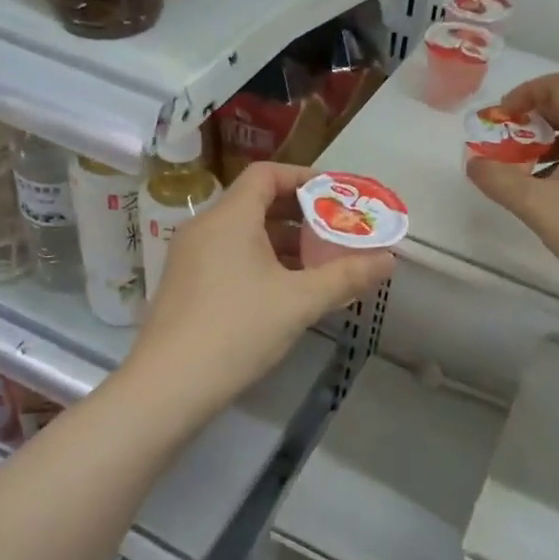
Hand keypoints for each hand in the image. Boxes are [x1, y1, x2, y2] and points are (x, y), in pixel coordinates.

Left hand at [127, 162, 393, 415]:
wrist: (169, 385)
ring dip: (282, 242)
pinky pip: (229, 256)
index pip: (267, 174)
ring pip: (243, 233)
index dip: (304, 178)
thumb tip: (389, 260)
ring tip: (320, 263)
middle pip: (256, 202)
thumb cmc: (238, 329)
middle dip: (301, 214)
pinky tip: (286, 290)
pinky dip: (261, 261)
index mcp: (230, 218)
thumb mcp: (300, 301)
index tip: (337, 196)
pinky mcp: (185, 285)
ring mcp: (190, 257)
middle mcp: (205, 228)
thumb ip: (347, 276)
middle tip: (337, 231)